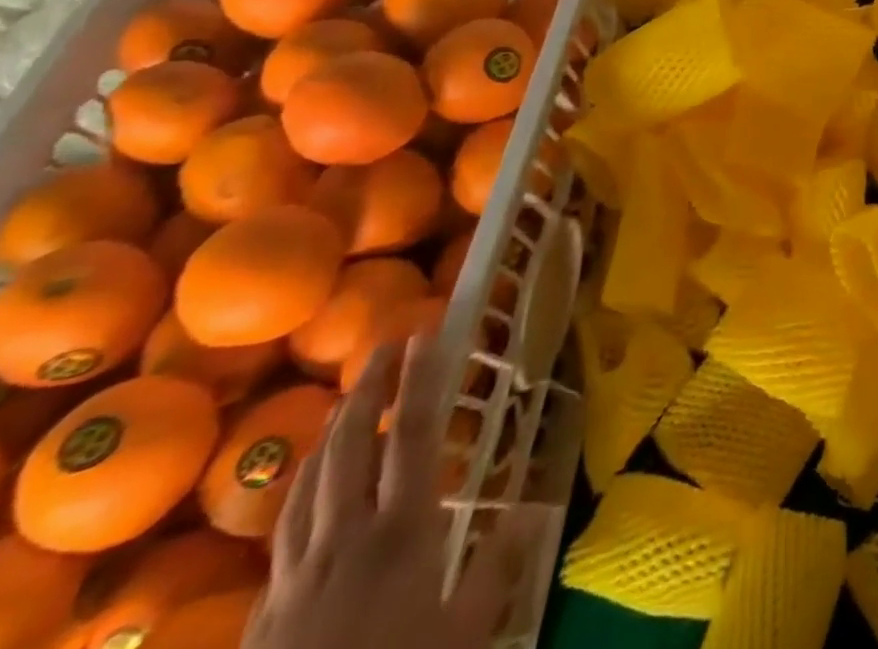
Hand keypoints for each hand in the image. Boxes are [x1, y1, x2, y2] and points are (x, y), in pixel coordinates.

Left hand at [244, 335, 534, 648]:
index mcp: (401, 532)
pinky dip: (301, 485)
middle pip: (353, 447)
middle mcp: (345, 538)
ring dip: (331, 430)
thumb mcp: (466, 633)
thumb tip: (533, 505)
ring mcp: (296, 572)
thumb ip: (497, 566)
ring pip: (309, 482)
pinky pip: (283, 527)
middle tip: (385, 345)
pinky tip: (308, 482)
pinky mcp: (265, 608)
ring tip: (346, 398)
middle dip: (369, 389)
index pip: (414, 437)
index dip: (421, 382)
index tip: (426, 336)